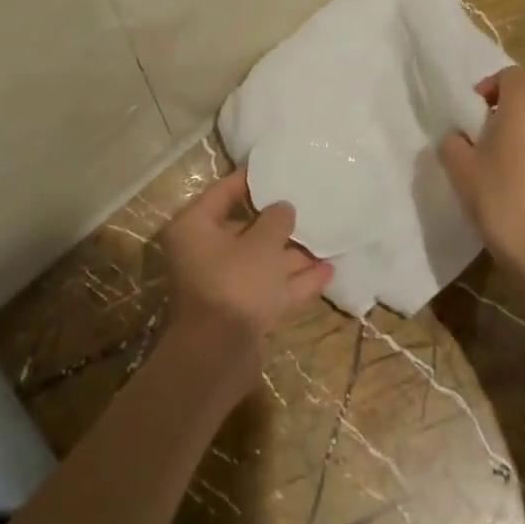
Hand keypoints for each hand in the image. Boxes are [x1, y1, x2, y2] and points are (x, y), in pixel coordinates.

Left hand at [159, 169, 333, 382]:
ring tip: (328, 239)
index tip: (275, 167)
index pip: (223, 192)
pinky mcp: (242, 312)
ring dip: (293, 255)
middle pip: (246, 230)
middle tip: (309, 207)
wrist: (220, 356)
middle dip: (280, 224)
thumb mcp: (261, 244)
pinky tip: (328, 272)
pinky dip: (295, 282)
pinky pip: (271, 289)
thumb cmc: (235, 283)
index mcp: (196, 228)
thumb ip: (276, 220)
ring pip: (262, 262)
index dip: (250, 180)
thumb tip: (283, 208)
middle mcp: (205, 253)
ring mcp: (224, 285)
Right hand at [438, 66, 524, 285]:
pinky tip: (523, 191)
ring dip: (521, 140)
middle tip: (480, 145)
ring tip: (501, 171)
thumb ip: (453, 143)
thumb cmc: (504, 200)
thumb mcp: (461, 170)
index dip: (487, 88)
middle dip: (502, 117)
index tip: (471, 115)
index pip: (509, 75)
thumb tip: (458, 138)